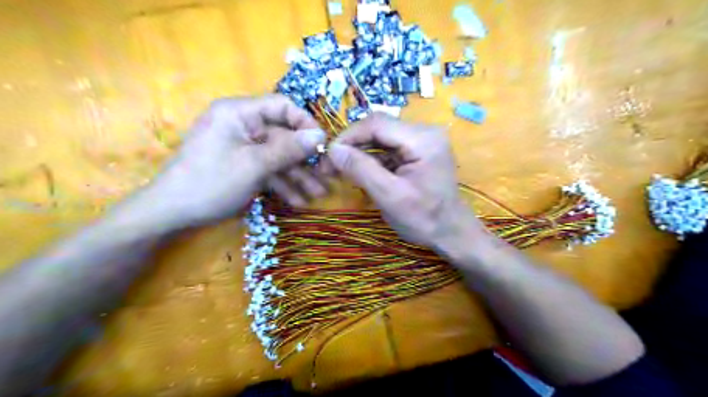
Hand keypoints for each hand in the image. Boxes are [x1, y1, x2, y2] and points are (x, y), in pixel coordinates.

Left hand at [141, 94, 328, 228]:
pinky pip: (267, 170)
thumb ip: (289, 149)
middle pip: (283, 136)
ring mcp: (243, 147)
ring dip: (298, 176)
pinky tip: (299, 201)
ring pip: (278, 157)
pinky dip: (282, 184)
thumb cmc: (211, 182)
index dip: (305, 124)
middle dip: (306, 159)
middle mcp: (243, 125)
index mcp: (240, 113)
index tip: (323, 145)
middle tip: (328, 177)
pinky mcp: (242, 165)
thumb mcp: (254, 165)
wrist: (171, 214)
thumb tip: (321, 135)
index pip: (282, 106)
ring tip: (319, 194)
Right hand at [327, 113, 483, 248]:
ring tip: (341, 169)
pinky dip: (371, 158)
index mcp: (422, 139)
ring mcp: (423, 140)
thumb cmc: (424, 219)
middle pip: (378, 128)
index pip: (377, 123)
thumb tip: (333, 150)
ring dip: (360, 152)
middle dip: (352, 144)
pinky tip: (361, 172)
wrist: (451, 232)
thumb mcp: (390, 196)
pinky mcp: (418, 150)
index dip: (348, 136)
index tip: (328, 156)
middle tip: (331, 165)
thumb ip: (361, 170)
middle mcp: (424, 132)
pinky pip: (388, 148)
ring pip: (381, 137)